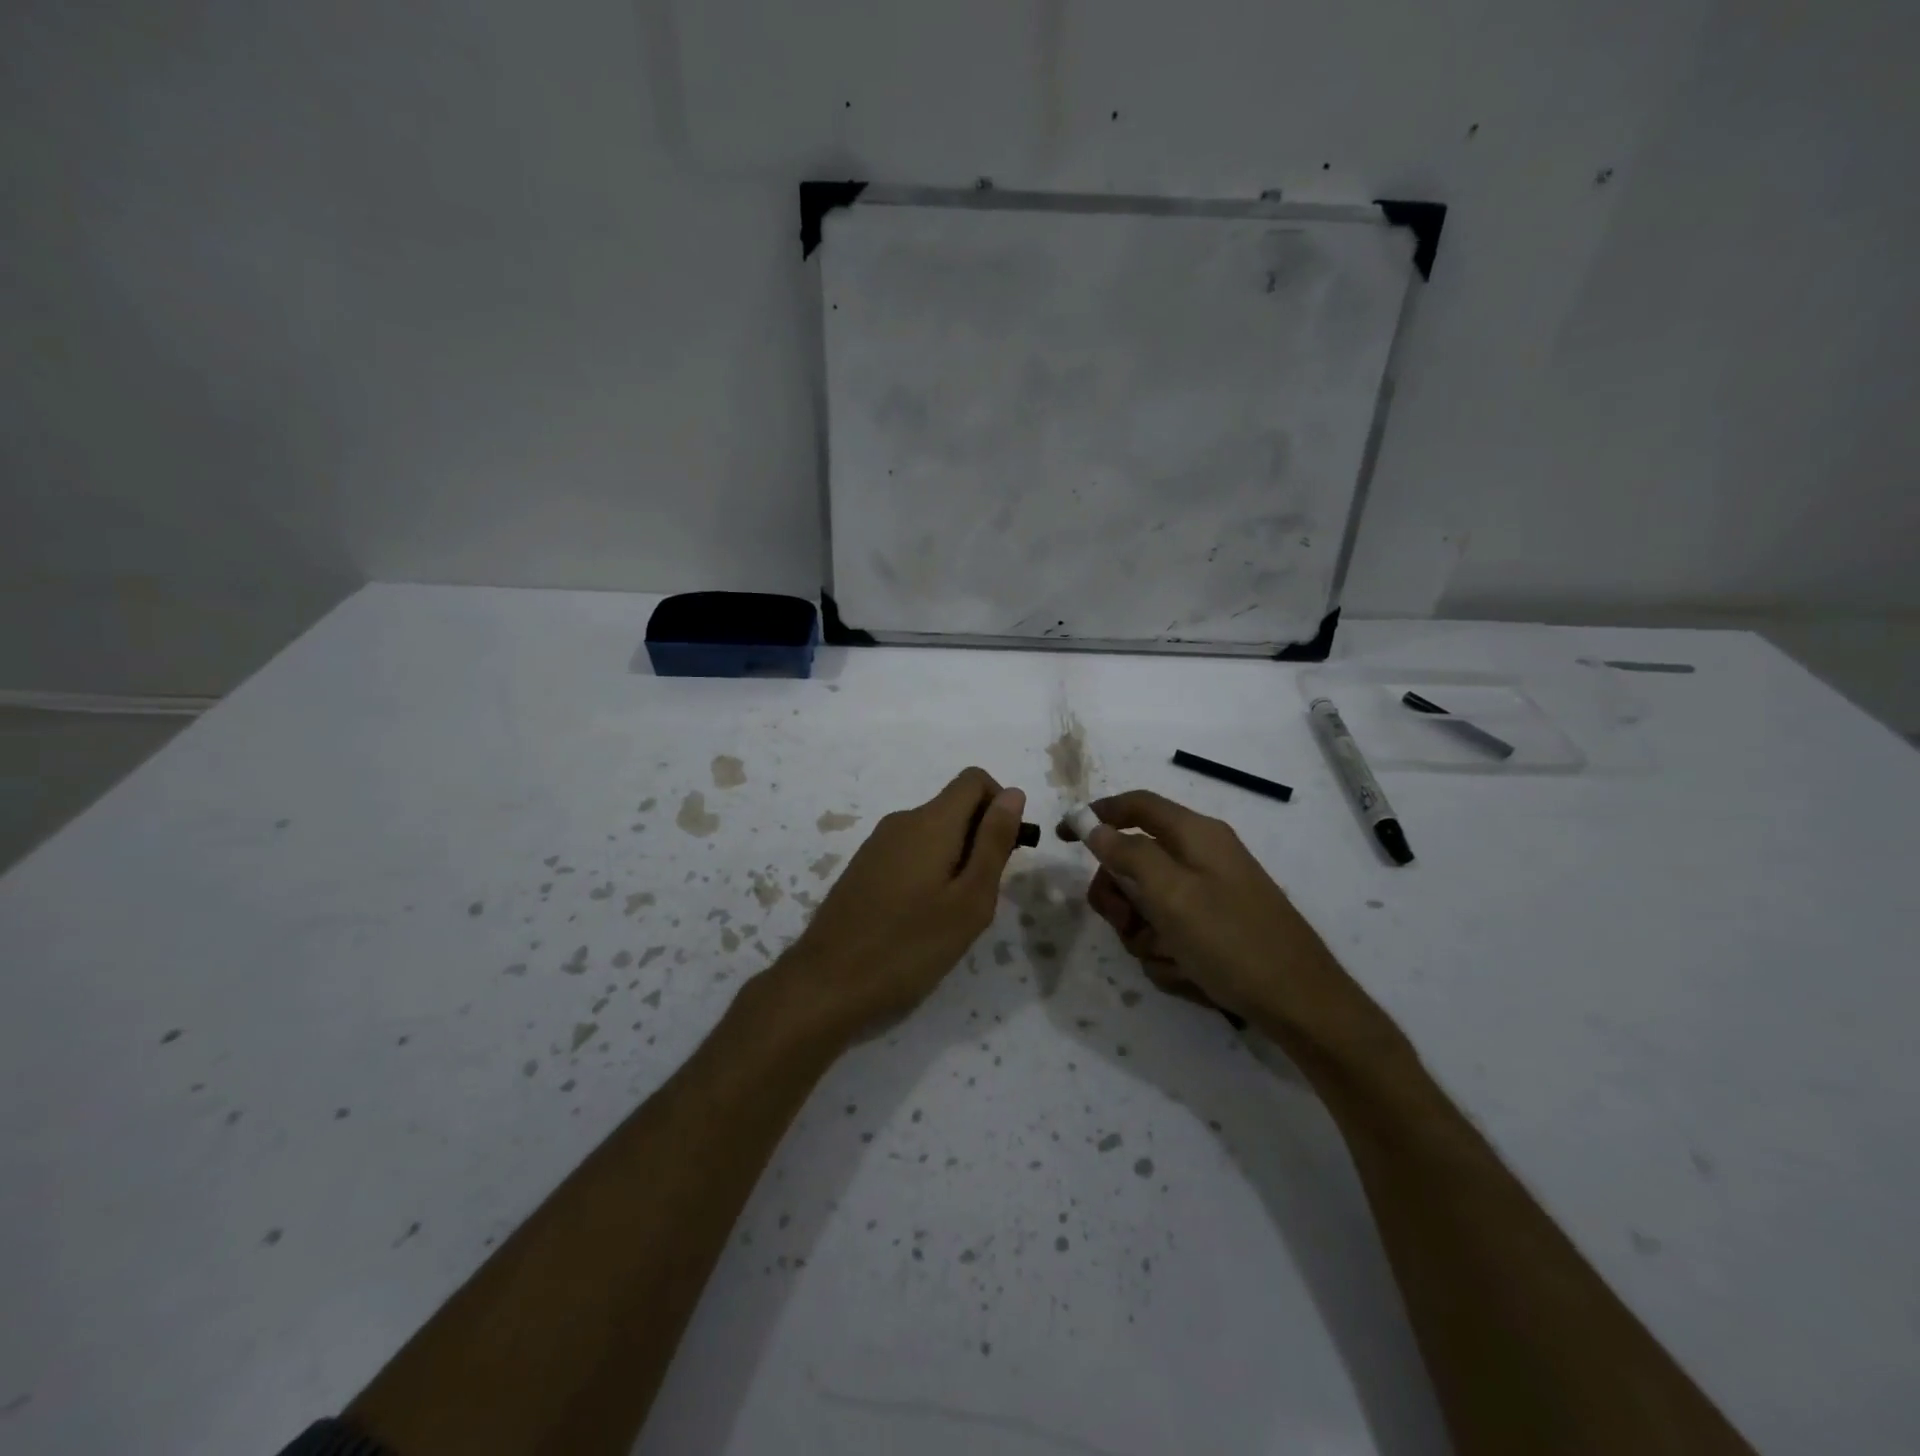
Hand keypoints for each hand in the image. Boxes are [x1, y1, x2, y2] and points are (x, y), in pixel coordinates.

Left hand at [775, 768, 1025, 1037]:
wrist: (827, 982)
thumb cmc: (910, 945)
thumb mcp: (970, 900)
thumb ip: (994, 842)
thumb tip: (1012, 793)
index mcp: (930, 821)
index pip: (974, 780)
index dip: (1000, 805)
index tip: (1004, 852)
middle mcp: (901, 821)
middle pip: (953, 807)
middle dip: (979, 839)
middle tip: (980, 897)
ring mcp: (877, 844)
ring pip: (932, 833)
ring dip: (954, 859)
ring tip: (950, 914)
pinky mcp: (863, 867)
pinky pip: (909, 852)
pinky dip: (928, 871)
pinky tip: (920, 918)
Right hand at [1083, 790, 1349, 1030]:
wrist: (1300, 1003)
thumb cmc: (1232, 940)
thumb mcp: (1171, 894)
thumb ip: (1128, 854)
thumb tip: (1093, 825)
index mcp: (1194, 835)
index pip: (1135, 806)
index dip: (1096, 815)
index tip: (1063, 838)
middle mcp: (1199, 858)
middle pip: (1132, 862)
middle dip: (1120, 897)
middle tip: (1125, 923)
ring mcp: (1207, 895)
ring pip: (1146, 905)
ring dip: (1145, 934)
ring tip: (1170, 957)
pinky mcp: (1212, 928)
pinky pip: (1168, 933)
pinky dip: (1169, 954)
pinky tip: (1189, 973)